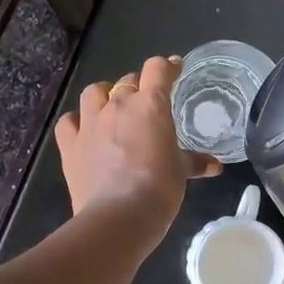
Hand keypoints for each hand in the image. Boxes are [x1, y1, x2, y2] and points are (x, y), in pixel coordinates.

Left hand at [55, 54, 222, 237]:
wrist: (118, 216)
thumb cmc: (159, 189)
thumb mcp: (181, 172)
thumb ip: (195, 162)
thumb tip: (215, 166)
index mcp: (150, 105)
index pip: (158, 69)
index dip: (168, 66)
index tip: (175, 69)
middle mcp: (117, 105)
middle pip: (128, 81)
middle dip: (139, 87)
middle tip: (147, 104)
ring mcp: (90, 123)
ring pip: (94, 92)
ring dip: (105, 95)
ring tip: (112, 106)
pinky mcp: (70, 145)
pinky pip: (68, 121)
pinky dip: (76, 121)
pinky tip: (83, 129)